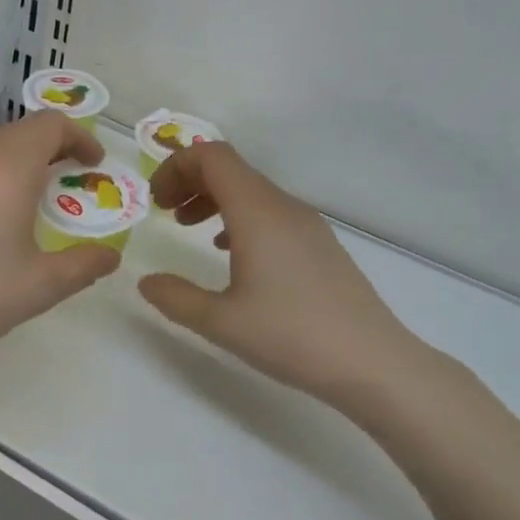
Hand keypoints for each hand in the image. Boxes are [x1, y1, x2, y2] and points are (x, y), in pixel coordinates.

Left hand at [0, 110, 120, 377]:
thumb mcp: (41, 286)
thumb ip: (84, 265)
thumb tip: (110, 257)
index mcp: (10, 165)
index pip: (52, 124)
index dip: (79, 138)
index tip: (92, 164)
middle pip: (19, 131)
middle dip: (49, 150)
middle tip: (63, 185)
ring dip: (13, 160)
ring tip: (22, 198)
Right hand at [138, 143, 438, 416]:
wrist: (372, 362)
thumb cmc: (291, 336)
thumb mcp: (219, 322)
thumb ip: (175, 297)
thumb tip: (146, 281)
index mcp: (257, 213)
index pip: (212, 156)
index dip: (175, 167)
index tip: (155, 202)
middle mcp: (283, 207)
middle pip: (231, 168)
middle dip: (189, 181)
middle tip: (164, 212)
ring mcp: (307, 224)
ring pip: (251, 190)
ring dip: (213, 199)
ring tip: (188, 229)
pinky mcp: (319, 244)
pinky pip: (270, 212)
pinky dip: (239, 217)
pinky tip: (228, 253)